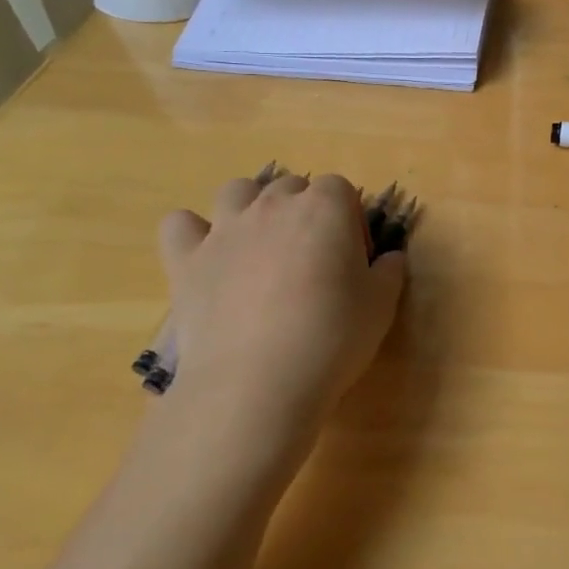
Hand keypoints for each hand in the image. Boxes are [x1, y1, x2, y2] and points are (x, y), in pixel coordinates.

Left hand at [157, 172, 406, 450]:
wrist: (258, 381)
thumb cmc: (332, 336)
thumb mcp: (382, 305)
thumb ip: (389, 271)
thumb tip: (388, 258)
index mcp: (326, 207)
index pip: (341, 189)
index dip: (350, 220)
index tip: (354, 259)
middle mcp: (274, 205)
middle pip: (291, 186)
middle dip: (304, 210)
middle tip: (313, 258)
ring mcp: (225, 229)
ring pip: (237, 190)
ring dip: (251, 207)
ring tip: (261, 246)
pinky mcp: (186, 260)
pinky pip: (179, 224)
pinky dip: (192, 233)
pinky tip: (207, 257)